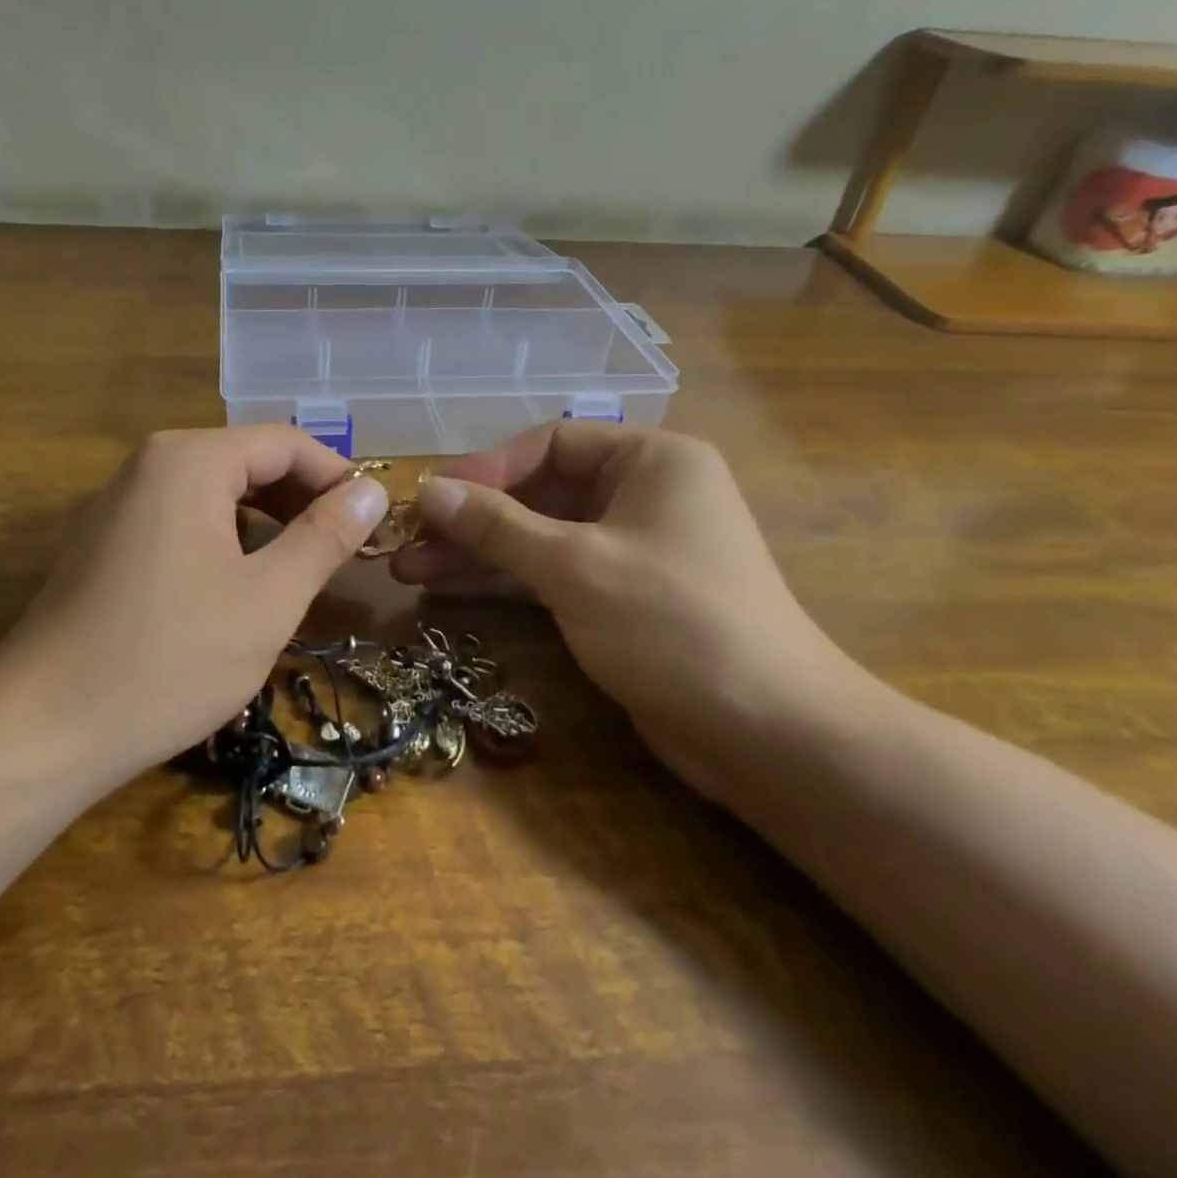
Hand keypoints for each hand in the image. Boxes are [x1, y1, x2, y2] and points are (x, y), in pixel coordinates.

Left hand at [0, 427, 389, 789]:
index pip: (286, 442)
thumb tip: (373, 491)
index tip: (371, 525)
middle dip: (303, 500)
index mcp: (190, 460)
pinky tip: (242, 586)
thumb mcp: (269, 599)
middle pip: (249, 461)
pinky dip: (228, 540)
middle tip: (343, 553)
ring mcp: (122, 503)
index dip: (337, 478)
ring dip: (269, 523)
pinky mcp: (108, 542)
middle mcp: (151, 464)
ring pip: (218, 492)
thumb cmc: (169, 659)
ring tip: (301, 571)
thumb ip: (326, 536)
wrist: (42, 731)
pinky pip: (185, 520)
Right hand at [391, 423, 845, 795]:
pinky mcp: (619, 598)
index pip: (550, 443)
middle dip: (472, 519)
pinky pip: (552, 574)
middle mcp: (641, 494)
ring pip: (539, 538)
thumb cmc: (673, 623)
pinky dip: (506, 582)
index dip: (487, 469)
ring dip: (478, 554)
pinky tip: (450, 590)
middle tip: (407, 542)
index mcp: (650, 460)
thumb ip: (496, 526)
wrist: (768, 734)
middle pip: (539, 493)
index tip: (432, 500)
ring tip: (410, 572)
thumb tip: (428, 490)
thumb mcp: (575, 565)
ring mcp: (629, 549)